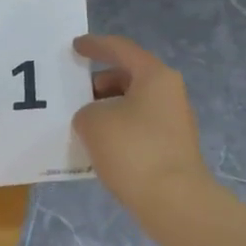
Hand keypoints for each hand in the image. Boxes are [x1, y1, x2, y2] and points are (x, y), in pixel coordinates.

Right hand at [72, 34, 209, 210]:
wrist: (173, 200)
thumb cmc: (133, 150)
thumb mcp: (93, 122)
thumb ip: (86, 111)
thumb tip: (95, 119)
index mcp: (155, 76)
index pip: (121, 49)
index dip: (95, 45)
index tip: (74, 47)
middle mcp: (169, 93)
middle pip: (128, 77)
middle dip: (98, 83)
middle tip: (72, 93)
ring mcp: (173, 121)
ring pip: (133, 104)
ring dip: (106, 108)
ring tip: (80, 122)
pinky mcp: (171, 147)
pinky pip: (137, 127)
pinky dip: (116, 129)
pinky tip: (97, 145)